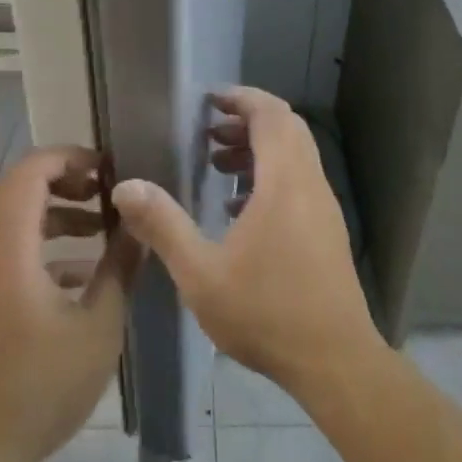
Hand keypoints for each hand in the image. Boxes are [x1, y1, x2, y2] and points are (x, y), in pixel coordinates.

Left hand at [0, 147, 135, 461]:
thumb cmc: (41, 387)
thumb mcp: (97, 328)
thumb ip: (119, 270)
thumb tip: (139, 227)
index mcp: (11, 250)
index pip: (27, 175)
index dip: (66, 157)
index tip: (105, 168)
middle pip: (19, 192)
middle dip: (64, 180)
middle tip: (104, 190)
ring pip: (18, 222)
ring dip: (58, 215)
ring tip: (102, 228)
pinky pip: (15, 253)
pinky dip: (48, 248)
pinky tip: (84, 275)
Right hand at [109, 87, 384, 403]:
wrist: (336, 363)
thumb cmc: (266, 313)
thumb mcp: (201, 273)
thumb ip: (163, 225)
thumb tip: (125, 186)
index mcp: (284, 182)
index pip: (271, 114)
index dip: (241, 98)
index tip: (209, 100)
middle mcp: (310, 184)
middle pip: (286, 128)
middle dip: (247, 121)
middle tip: (208, 133)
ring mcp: (324, 207)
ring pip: (294, 155)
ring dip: (258, 149)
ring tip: (217, 166)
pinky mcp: (327, 230)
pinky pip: (299, 180)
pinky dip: (270, 175)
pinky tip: (239, 208)